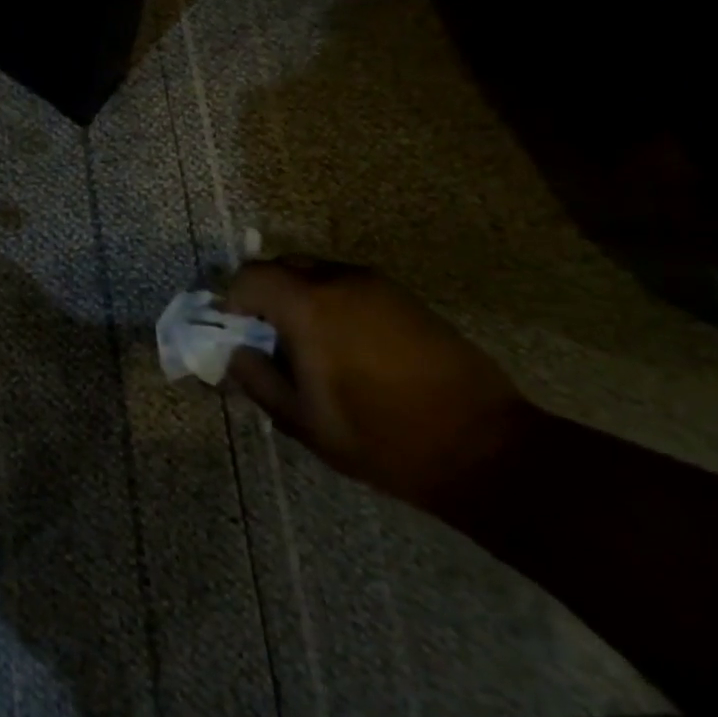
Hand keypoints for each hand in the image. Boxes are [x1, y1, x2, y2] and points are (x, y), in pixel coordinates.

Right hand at [222, 259, 538, 511]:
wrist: (484, 449)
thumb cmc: (381, 437)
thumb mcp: (302, 420)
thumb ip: (257, 378)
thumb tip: (236, 352)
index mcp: (309, 305)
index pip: (249, 277)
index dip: (232, 301)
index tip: (237, 335)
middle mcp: (342, 280)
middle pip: (283, 267)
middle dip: (265, 297)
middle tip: (269, 341)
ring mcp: (379, 286)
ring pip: (318, 275)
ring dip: (300, 300)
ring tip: (311, 348)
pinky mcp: (407, 299)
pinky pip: (351, 287)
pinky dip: (333, 305)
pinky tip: (349, 349)